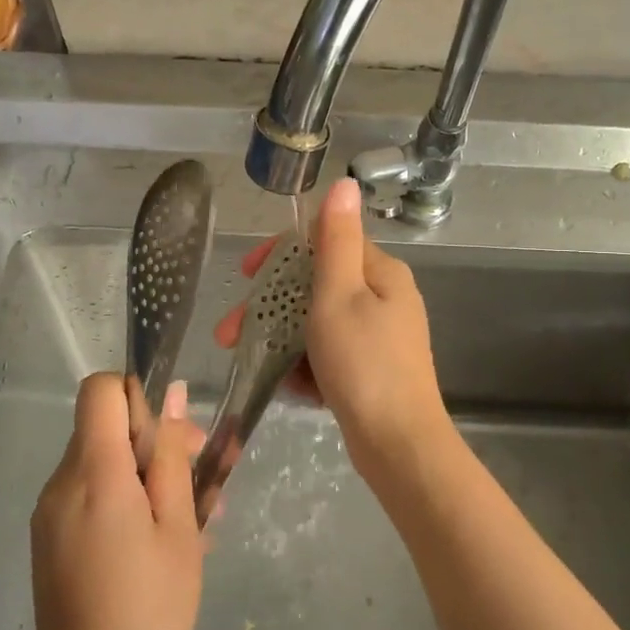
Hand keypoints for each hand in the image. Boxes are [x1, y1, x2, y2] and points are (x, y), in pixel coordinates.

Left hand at [28, 374, 204, 629]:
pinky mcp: (48, 538)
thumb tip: (174, 396)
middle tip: (200, 479)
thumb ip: (171, 454)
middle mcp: (60, 482)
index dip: (138, 395)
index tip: (170, 433)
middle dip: (152, 439)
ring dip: (144, 474)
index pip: (101, 389)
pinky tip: (158, 541)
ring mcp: (49, 512)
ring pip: (100, 461)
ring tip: (189, 519)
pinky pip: (88, 494)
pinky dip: (123, 499)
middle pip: (103, 426)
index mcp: (93, 472)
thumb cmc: (152, 607)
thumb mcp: (178, 525)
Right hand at [214, 178, 447, 466]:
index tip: (246, 276)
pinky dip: (306, 366)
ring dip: (281, 339)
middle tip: (230, 334)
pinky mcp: (370, 372)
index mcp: (381, 274)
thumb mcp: (341, 295)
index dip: (281, 256)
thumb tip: (346, 181)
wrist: (399, 447)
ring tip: (250, 362)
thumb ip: (336, 240)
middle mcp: (383, 299)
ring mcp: (378, 338)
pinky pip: (329, 355)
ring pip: (318, 324)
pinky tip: (289, 386)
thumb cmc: (364, 365)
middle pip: (316, 288)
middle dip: (270, 308)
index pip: (324, 244)